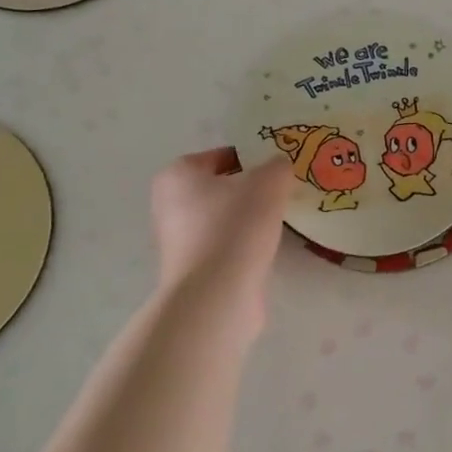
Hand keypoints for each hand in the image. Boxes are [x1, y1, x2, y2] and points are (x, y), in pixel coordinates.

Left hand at [149, 148, 292, 308]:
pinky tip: (266, 248)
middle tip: (282, 193)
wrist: (216, 295)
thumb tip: (279, 167)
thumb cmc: (235, 226)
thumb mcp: (269, 182)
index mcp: (177, 175)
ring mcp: (177, 241)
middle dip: (251, 190)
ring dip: (248, 219)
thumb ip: (277, 166)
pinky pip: (224, 245)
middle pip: (220, 188)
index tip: (279, 170)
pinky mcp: (191, 270)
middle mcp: (169, 205)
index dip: (253, 159)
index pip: (221, 156)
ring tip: (279, 221)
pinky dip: (243, 245)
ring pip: (223, 218)